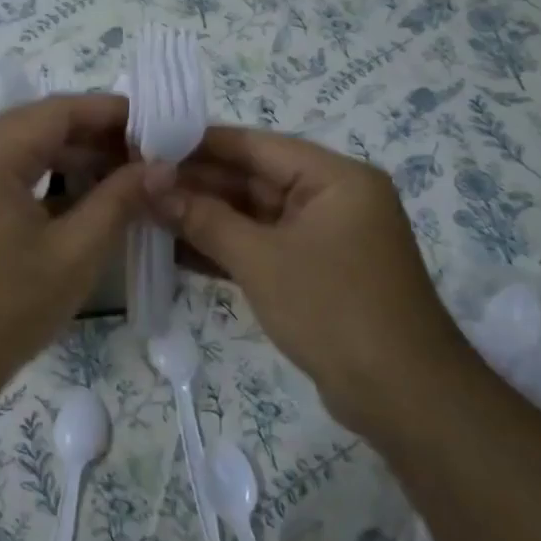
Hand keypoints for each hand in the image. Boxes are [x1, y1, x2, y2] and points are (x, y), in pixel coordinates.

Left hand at [0, 94, 142, 405]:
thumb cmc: (7, 309)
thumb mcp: (75, 253)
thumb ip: (119, 201)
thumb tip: (162, 166)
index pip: (55, 111)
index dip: (108, 112)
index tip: (154, 123)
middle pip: (35, 126)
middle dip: (91, 135)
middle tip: (143, 152)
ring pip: (19, 152)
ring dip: (68, 158)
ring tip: (120, 174)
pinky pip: (4, 176)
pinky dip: (42, 180)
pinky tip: (80, 199)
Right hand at [148, 128, 470, 438]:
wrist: (401, 396)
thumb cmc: (332, 310)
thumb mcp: (260, 260)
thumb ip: (204, 218)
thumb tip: (152, 186)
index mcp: (334, 178)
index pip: (256, 146)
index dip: (200, 144)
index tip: (148, 144)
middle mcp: (332, 199)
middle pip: (254, 180)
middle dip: (197, 185)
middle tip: (138, 185)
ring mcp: (324, 238)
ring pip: (254, 217)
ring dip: (205, 218)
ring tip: (146, 214)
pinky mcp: (314, 273)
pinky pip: (262, 248)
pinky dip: (224, 249)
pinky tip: (176, 249)